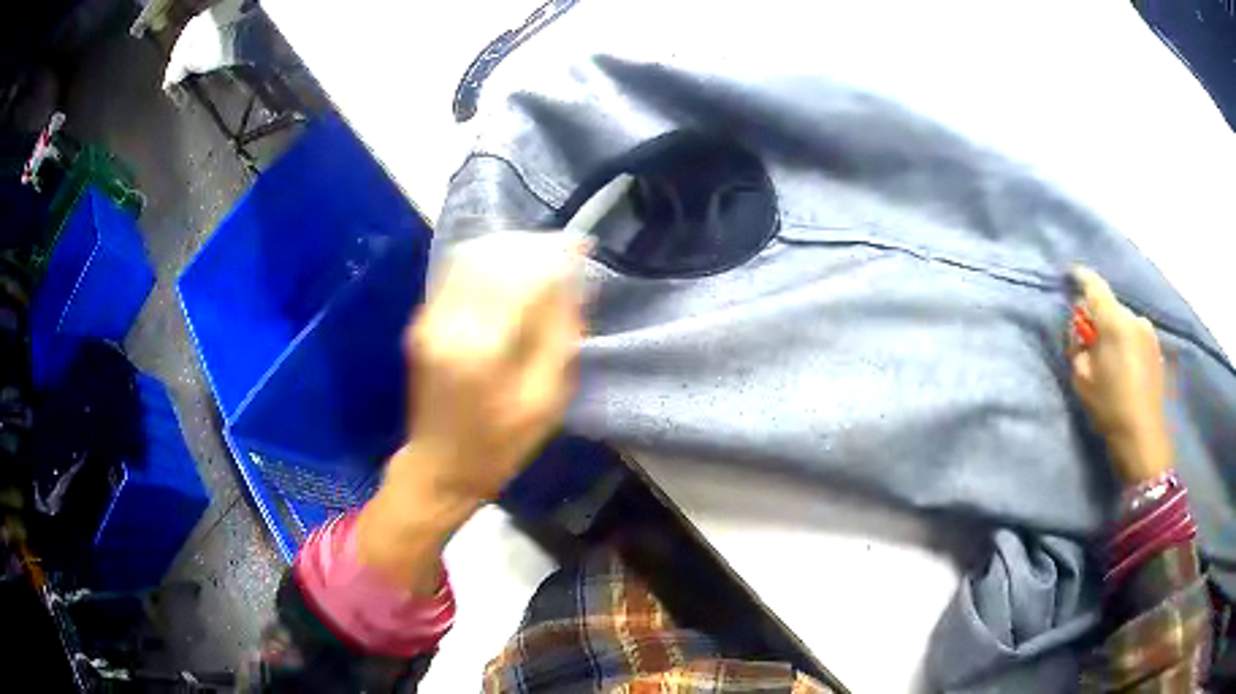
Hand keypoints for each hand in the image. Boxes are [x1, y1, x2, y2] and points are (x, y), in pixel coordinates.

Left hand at [356, 233, 584, 590]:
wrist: (440, 465)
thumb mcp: (547, 400)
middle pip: (493, 257)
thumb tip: (570, 282)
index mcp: (483, 350)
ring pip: (471, 257)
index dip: (554, 255)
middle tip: (564, 248)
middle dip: (533, 245)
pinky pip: (456, 271)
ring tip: (540, 254)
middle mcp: (449, 324)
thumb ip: (559, 335)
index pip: (522, 277)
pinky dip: (487, 260)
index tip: (581, 245)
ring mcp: (429, 319)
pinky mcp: (422, 320)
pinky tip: (510, 267)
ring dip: (509, 247)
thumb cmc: (501, 443)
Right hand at [1069, 267, 1171, 483]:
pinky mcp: (1156, 348)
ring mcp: (1149, 332)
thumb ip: (1078, 344)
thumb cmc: (1109, 407)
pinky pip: (1135, 335)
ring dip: (1113, 332)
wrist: (1143, 438)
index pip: (1094, 285)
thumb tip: (1080, 326)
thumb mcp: (1081, 378)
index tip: (1070, 275)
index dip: (1080, 277)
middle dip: (1097, 318)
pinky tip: (1124, 368)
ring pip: (1124, 322)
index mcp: (1115, 320)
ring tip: (1108, 361)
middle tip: (1088, 342)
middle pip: (1110, 306)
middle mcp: (1134, 317)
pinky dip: (1126, 343)